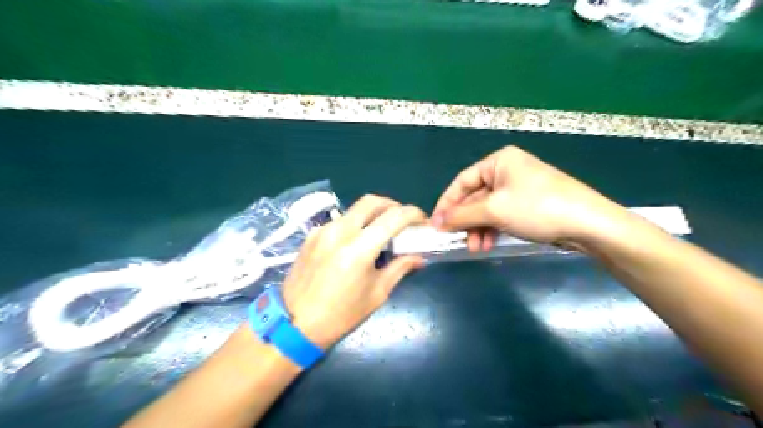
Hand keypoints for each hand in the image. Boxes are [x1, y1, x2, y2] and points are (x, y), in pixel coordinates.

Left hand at [283, 196, 426, 348]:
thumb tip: (419, 257)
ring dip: (373, 214)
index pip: (394, 217)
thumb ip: (399, 268)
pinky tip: (357, 242)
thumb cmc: (341, 315)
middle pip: (372, 201)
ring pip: (354, 209)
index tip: (422, 221)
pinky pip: (340, 221)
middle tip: (403, 220)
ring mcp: (322, 230)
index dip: (413, 214)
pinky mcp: (311, 235)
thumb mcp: (376, 294)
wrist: (294, 323)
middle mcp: (340, 232)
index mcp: (359, 249)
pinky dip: (355, 224)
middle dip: (393, 205)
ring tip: (382, 232)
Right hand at [432, 145, 629, 249]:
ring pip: (487, 209)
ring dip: (478, 228)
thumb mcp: (494, 210)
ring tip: (476, 248)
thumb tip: (437, 222)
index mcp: (498, 162)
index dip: (446, 203)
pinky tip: (489, 244)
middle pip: (475, 197)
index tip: (436, 224)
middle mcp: (507, 171)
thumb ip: (462, 215)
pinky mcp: (529, 205)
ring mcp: (520, 188)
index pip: (462, 181)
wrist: (589, 224)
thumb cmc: (536, 208)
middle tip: (457, 240)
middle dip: (465, 220)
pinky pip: (502, 215)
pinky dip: (493, 229)